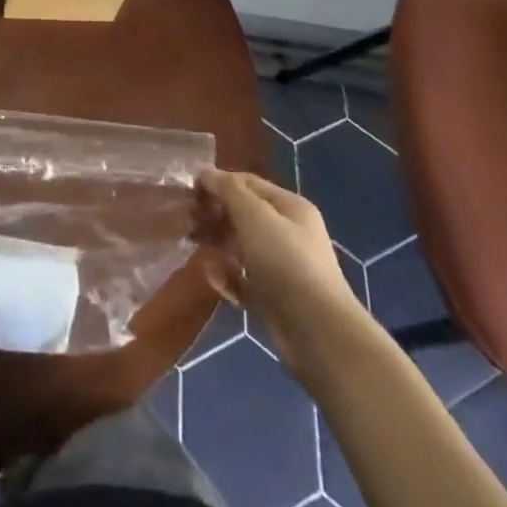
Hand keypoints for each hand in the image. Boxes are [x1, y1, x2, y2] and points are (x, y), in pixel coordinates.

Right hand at [196, 168, 362, 375]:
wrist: (318, 335)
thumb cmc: (286, 262)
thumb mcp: (254, 215)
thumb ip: (228, 190)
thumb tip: (204, 172)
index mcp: (290, 207)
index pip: (248, 183)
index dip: (219, 182)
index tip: (189, 191)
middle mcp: (288, 233)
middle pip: (244, 215)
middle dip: (215, 215)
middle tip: (187, 222)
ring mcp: (282, 268)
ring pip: (242, 248)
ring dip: (218, 246)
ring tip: (196, 248)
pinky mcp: (274, 300)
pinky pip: (244, 280)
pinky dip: (227, 277)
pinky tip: (213, 278)